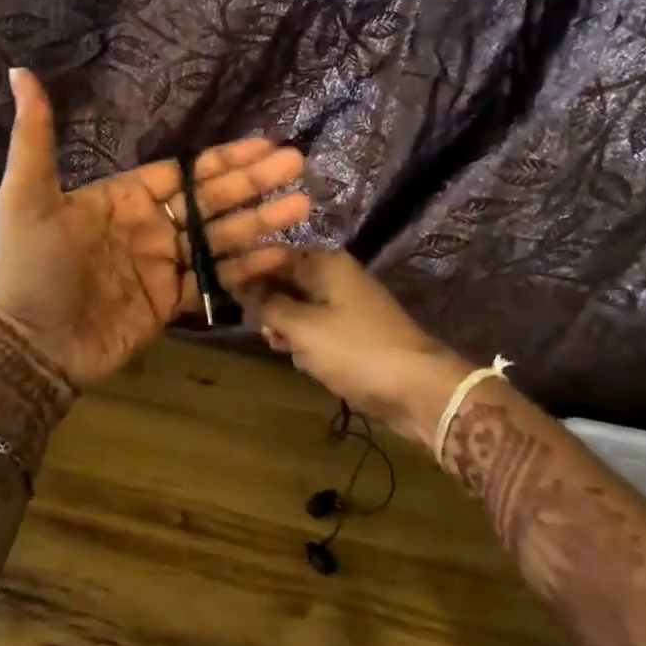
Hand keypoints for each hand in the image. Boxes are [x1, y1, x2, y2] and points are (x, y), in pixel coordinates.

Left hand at [0, 69, 310, 387]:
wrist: (31, 345)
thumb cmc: (30, 266)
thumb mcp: (27, 195)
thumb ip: (35, 137)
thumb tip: (19, 72)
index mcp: (124, 198)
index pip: (184, 172)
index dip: (224, 158)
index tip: (264, 143)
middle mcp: (150, 227)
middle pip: (211, 199)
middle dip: (253, 181)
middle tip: (297, 164)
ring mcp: (163, 265)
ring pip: (220, 237)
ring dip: (260, 221)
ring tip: (302, 204)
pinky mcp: (169, 302)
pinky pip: (213, 281)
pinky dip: (246, 269)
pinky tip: (279, 253)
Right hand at [239, 248, 471, 449]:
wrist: (418, 388)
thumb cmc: (356, 350)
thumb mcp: (303, 327)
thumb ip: (269, 305)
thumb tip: (243, 289)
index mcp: (325, 264)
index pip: (274, 256)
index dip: (248, 274)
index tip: (227, 297)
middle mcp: (336, 276)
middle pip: (286, 282)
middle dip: (270, 307)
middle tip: (266, 333)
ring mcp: (348, 304)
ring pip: (300, 308)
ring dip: (288, 329)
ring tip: (285, 349)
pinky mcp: (355, 331)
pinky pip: (318, 329)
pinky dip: (307, 343)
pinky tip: (305, 361)